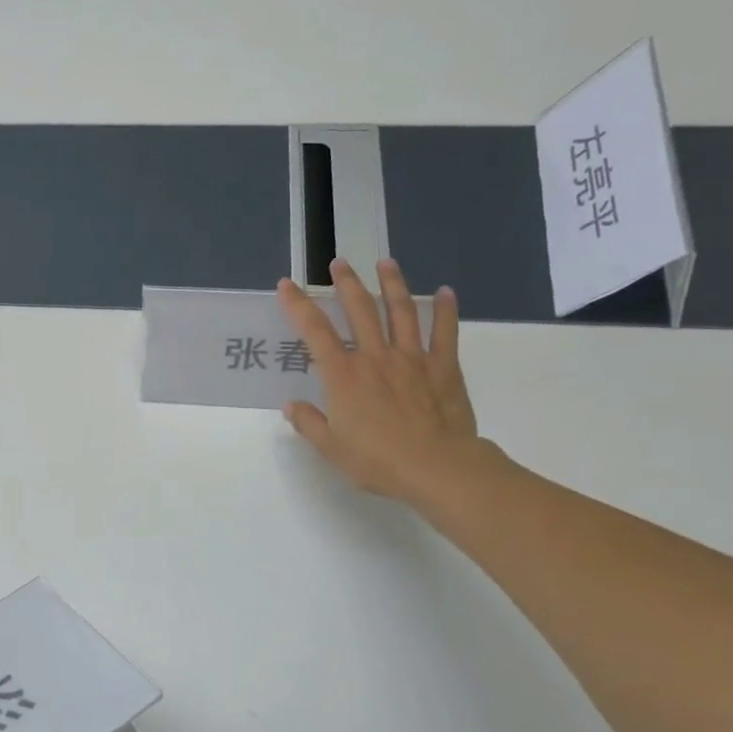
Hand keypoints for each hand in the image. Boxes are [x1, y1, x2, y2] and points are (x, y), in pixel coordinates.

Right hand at [277, 259, 486, 505]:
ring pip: (401, 311)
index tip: (287, 285)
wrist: (436, 468)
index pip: (315, 331)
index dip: (298, 305)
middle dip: (347, 284)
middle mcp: (375, 357)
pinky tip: (445, 292)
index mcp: (344, 376)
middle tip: (340, 263)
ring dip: (392, 284)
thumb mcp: (332, 448)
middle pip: (360, 310)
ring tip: (386, 262)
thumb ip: (309, 423)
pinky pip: (445, 332)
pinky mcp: (443, 367)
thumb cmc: (378, 461)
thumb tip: (291, 406)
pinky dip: (445, 310)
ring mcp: (412, 359)